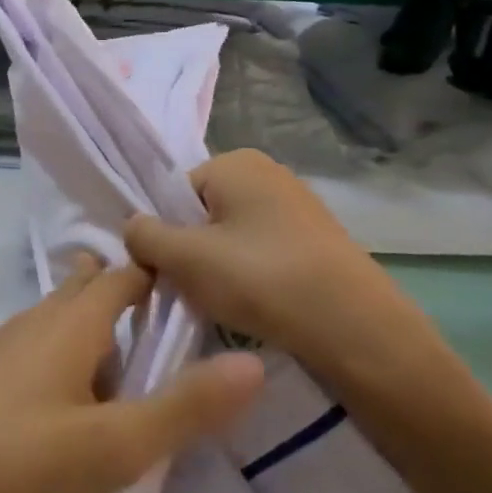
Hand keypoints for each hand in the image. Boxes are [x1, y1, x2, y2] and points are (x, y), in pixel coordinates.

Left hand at [0, 258, 263, 492]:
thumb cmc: (16, 460)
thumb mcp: (114, 446)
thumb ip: (185, 407)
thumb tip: (253, 364)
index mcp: (70, 322)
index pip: (125, 276)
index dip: (162, 276)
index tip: (202, 291)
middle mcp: (34, 320)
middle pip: (88, 292)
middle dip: (127, 303)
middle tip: (174, 336)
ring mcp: (2, 346)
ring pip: (61, 325)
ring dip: (97, 338)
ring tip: (134, 377)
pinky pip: (38, 352)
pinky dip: (68, 363)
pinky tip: (74, 407)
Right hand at [124, 149, 443, 384]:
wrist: (358, 331)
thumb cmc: (261, 280)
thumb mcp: (184, 258)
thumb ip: (143, 236)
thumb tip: (133, 228)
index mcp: (236, 162)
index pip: (173, 195)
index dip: (163, 234)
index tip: (167, 272)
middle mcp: (269, 173)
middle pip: (201, 215)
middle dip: (190, 252)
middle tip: (193, 291)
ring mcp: (298, 207)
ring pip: (230, 238)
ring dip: (218, 269)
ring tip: (226, 304)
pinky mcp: (318, 242)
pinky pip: (262, 254)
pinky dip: (251, 278)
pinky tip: (257, 307)